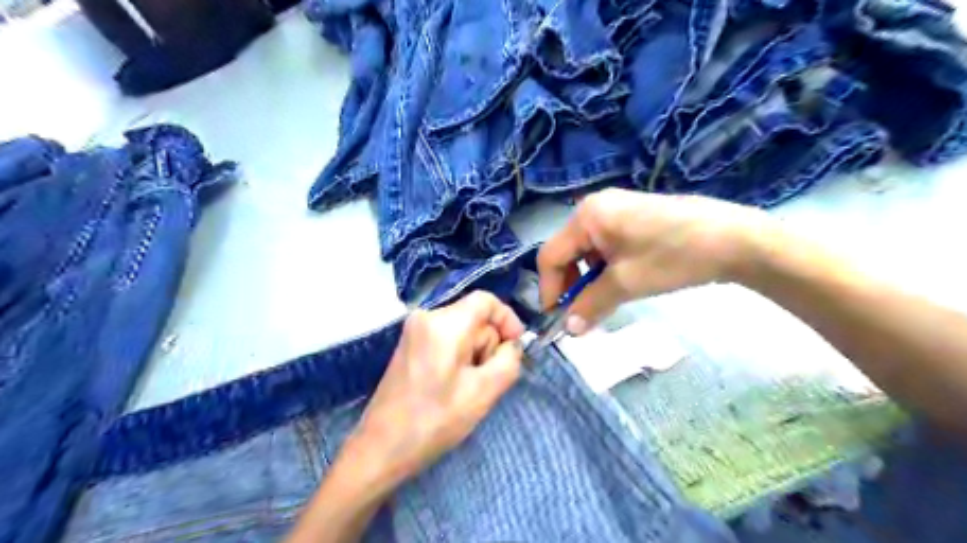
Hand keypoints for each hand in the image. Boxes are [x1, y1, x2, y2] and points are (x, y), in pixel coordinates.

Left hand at [352, 290, 525, 488]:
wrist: (381, 448)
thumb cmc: (434, 421)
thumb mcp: (483, 392)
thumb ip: (508, 361)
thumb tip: (511, 345)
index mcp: (444, 324)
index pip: (486, 300)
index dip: (507, 319)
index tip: (514, 347)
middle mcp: (426, 317)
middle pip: (474, 317)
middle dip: (487, 345)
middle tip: (483, 380)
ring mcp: (414, 330)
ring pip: (462, 330)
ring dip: (473, 354)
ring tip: (465, 388)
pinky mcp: (409, 344)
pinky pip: (446, 339)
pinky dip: (458, 357)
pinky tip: (451, 385)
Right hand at [537, 188, 774, 334]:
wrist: (734, 239)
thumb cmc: (673, 257)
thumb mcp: (626, 284)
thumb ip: (590, 305)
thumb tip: (568, 329)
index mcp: (586, 216)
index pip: (550, 256)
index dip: (549, 290)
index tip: (557, 319)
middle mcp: (595, 206)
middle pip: (567, 252)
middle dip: (570, 285)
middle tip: (580, 314)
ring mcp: (616, 208)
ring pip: (587, 251)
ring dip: (588, 279)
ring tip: (603, 300)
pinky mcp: (634, 216)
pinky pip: (606, 245)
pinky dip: (606, 268)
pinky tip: (621, 282)